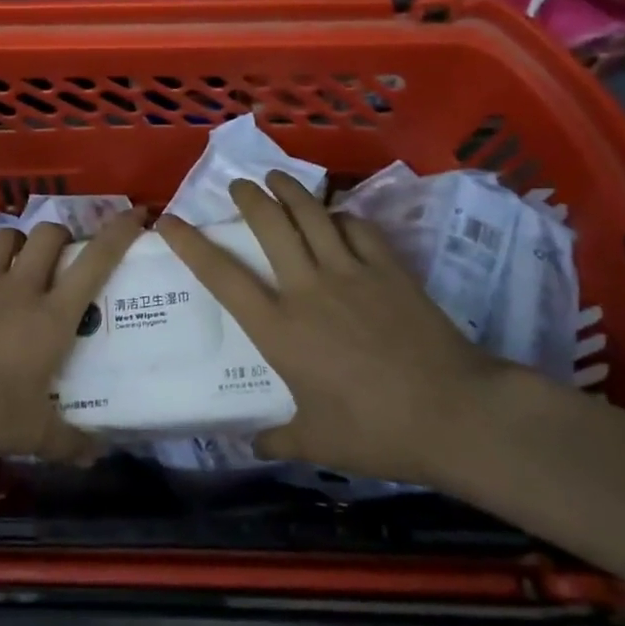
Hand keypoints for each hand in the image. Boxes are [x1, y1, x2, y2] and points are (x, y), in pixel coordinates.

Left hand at [0, 210, 145, 459]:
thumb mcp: (31, 434)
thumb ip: (68, 442)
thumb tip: (98, 455)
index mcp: (51, 316)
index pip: (96, 260)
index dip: (119, 232)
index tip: (136, 214)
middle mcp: (20, 287)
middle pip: (49, 234)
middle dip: (61, 235)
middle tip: (62, 257)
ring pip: (5, 237)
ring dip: (17, 243)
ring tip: (17, 263)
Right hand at [157, 173, 501, 486]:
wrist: (455, 413)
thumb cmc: (376, 432)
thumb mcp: (318, 443)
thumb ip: (279, 439)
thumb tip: (253, 447)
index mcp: (279, 329)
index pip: (223, 277)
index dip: (191, 244)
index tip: (169, 220)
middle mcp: (307, 288)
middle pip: (270, 225)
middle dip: (249, 197)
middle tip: (238, 184)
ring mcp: (350, 272)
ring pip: (311, 214)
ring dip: (289, 190)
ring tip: (276, 177)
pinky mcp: (388, 268)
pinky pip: (357, 227)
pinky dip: (341, 215)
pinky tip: (337, 215)